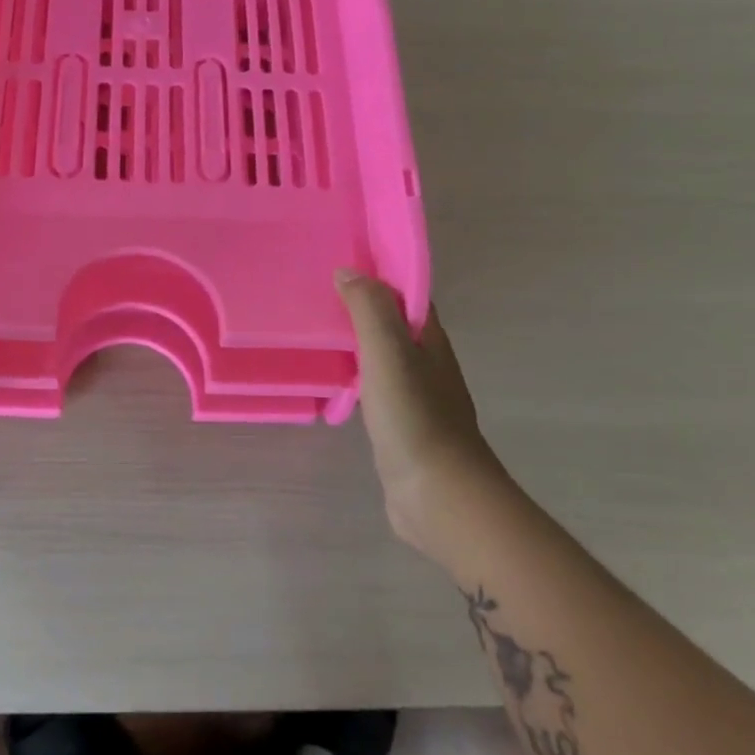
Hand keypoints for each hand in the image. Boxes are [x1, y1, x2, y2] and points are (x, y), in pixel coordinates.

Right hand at [337, 271, 505, 552]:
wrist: (438, 495)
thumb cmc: (414, 416)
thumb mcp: (389, 352)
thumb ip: (369, 309)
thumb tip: (348, 271)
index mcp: (429, 340)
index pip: (406, 294)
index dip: (379, 274)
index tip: (341, 260)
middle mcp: (427, 363)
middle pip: (394, 323)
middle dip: (362, 305)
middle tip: (317, 293)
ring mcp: (415, 397)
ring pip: (383, 356)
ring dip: (356, 341)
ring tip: (316, 329)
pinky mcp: (400, 426)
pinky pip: (374, 387)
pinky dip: (354, 375)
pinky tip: (332, 379)